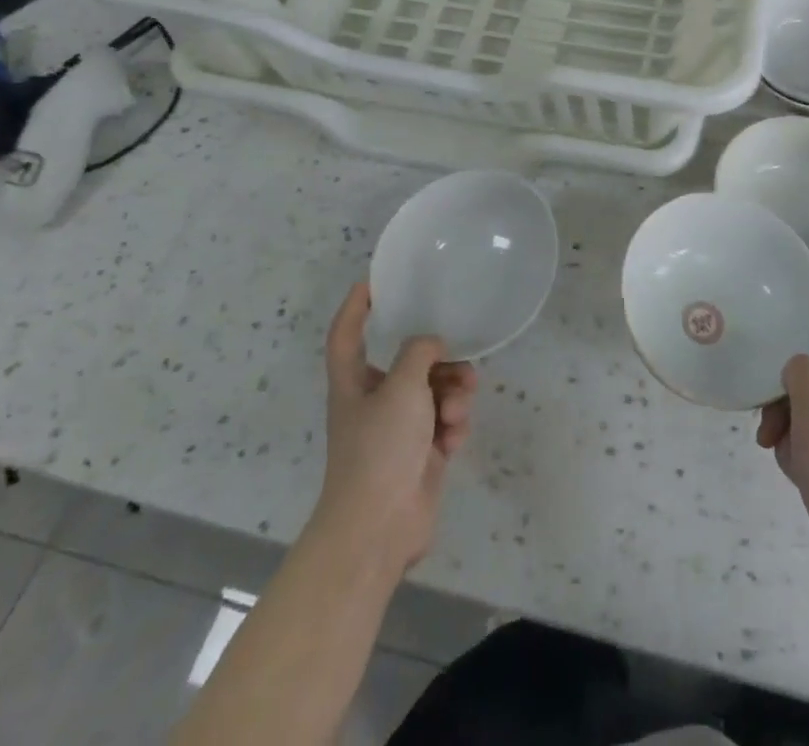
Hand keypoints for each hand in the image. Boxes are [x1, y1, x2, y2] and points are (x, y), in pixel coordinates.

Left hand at [315, 282, 477, 573]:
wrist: (379, 527)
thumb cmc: (380, 448)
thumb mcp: (402, 387)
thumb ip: (420, 352)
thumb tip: (432, 344)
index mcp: (354, 382)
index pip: (347, 335)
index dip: (355, 308)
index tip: (373, 282)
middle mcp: (376, 400)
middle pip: (410, 362)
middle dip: (440, 360)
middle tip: (461, 361)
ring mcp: (400, 428)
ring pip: (437, 390)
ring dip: (454, 393)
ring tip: (458, 409)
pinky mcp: (423, 452)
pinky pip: (446, 420)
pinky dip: (454, 424)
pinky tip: (453, 438)